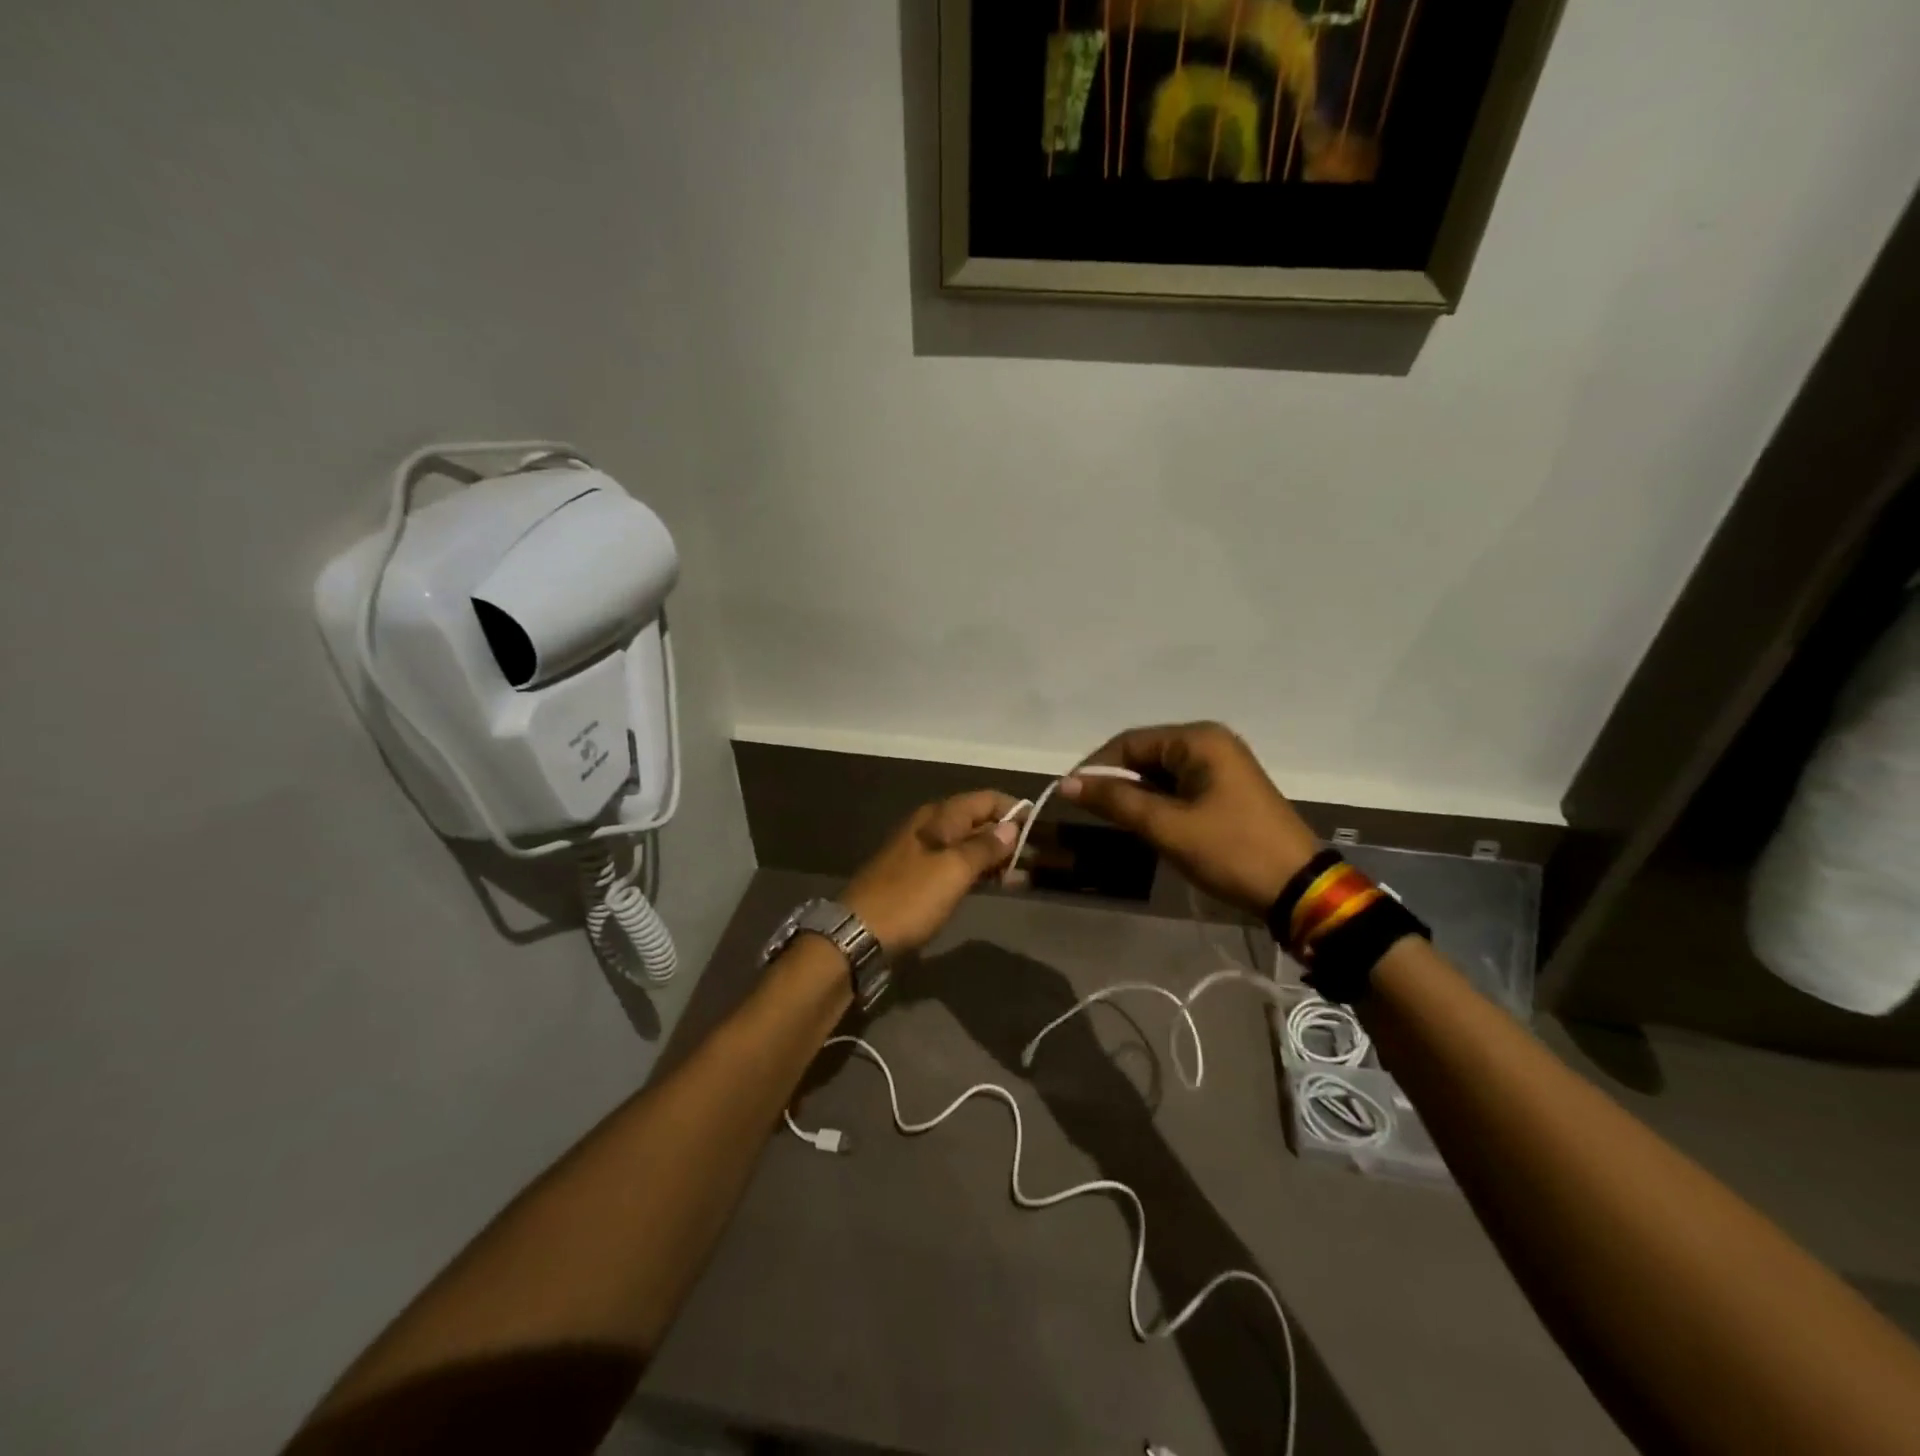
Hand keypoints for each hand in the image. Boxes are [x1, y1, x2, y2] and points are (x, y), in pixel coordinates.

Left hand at [841, 791, 1020, 954]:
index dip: (1013, 809)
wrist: (859, 934)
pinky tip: (996, 886)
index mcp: (938, 817)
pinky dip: (978, 873)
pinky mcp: (919, 880)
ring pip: (968, 846)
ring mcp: (923, 854)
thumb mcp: (953, 870)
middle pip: (977, 821)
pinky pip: (956, 867)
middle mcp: (931, 828)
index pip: (984, 799)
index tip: (1039, 827)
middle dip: (1007, 835)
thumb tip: (1012, 827)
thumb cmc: (910, 898)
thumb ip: (985, 847)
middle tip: (1037, 857)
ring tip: (1023, 876)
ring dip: (995, 857)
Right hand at [1061, 722, 1319, 916]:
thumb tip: (1066, 783)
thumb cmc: (1231, 850)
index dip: (1096, 767)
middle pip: (1145, 754)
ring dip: (1136, 794)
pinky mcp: (1226, 790)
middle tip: (1090, 812)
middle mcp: (1210, 743)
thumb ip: (1116, 800)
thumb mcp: (1168, 826)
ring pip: (1160, 773)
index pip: (1130, 741)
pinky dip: (1158, 803)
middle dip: (1116, 781)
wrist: (1298, 889)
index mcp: (1199, 740)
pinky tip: (1147, 825)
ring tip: (1115, 822)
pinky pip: (1179, 787)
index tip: (1069, 795)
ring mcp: (1222, 766)